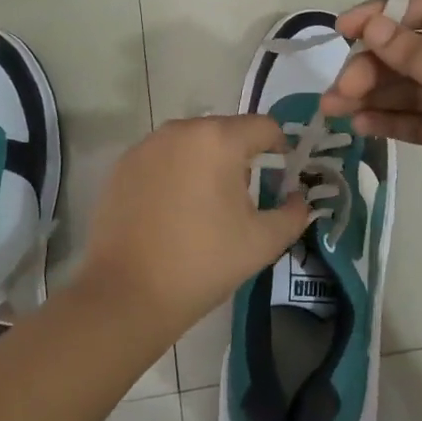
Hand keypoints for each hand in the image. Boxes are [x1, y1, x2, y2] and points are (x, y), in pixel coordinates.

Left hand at [76, 115, 310, 337]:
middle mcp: (181, 129)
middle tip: (242, 200)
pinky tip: (171, 211)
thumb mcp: (262, 243)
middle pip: (226, 131)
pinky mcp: (123, 164)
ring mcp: (147, 145)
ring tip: (205, 207)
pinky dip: (174, 173)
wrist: (126, 293)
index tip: (280, 179)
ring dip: (206, 163)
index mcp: (219, 139)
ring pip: (192, 143)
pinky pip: (162, 157)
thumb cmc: (202, 263)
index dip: (280, 149)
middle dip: (240, 158)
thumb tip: (298, 199)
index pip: (264, 127)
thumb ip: (293, 214)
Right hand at [320, 0, 421, 288]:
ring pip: (413, 86)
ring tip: (335, 110)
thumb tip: (372, 23)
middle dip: (375, 63)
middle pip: (416, 49)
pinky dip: (391, 119)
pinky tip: (361, 126)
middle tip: (338, 91)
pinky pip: (420, 120)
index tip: (344, 32)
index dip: (385, 14)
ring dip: (374, 93)